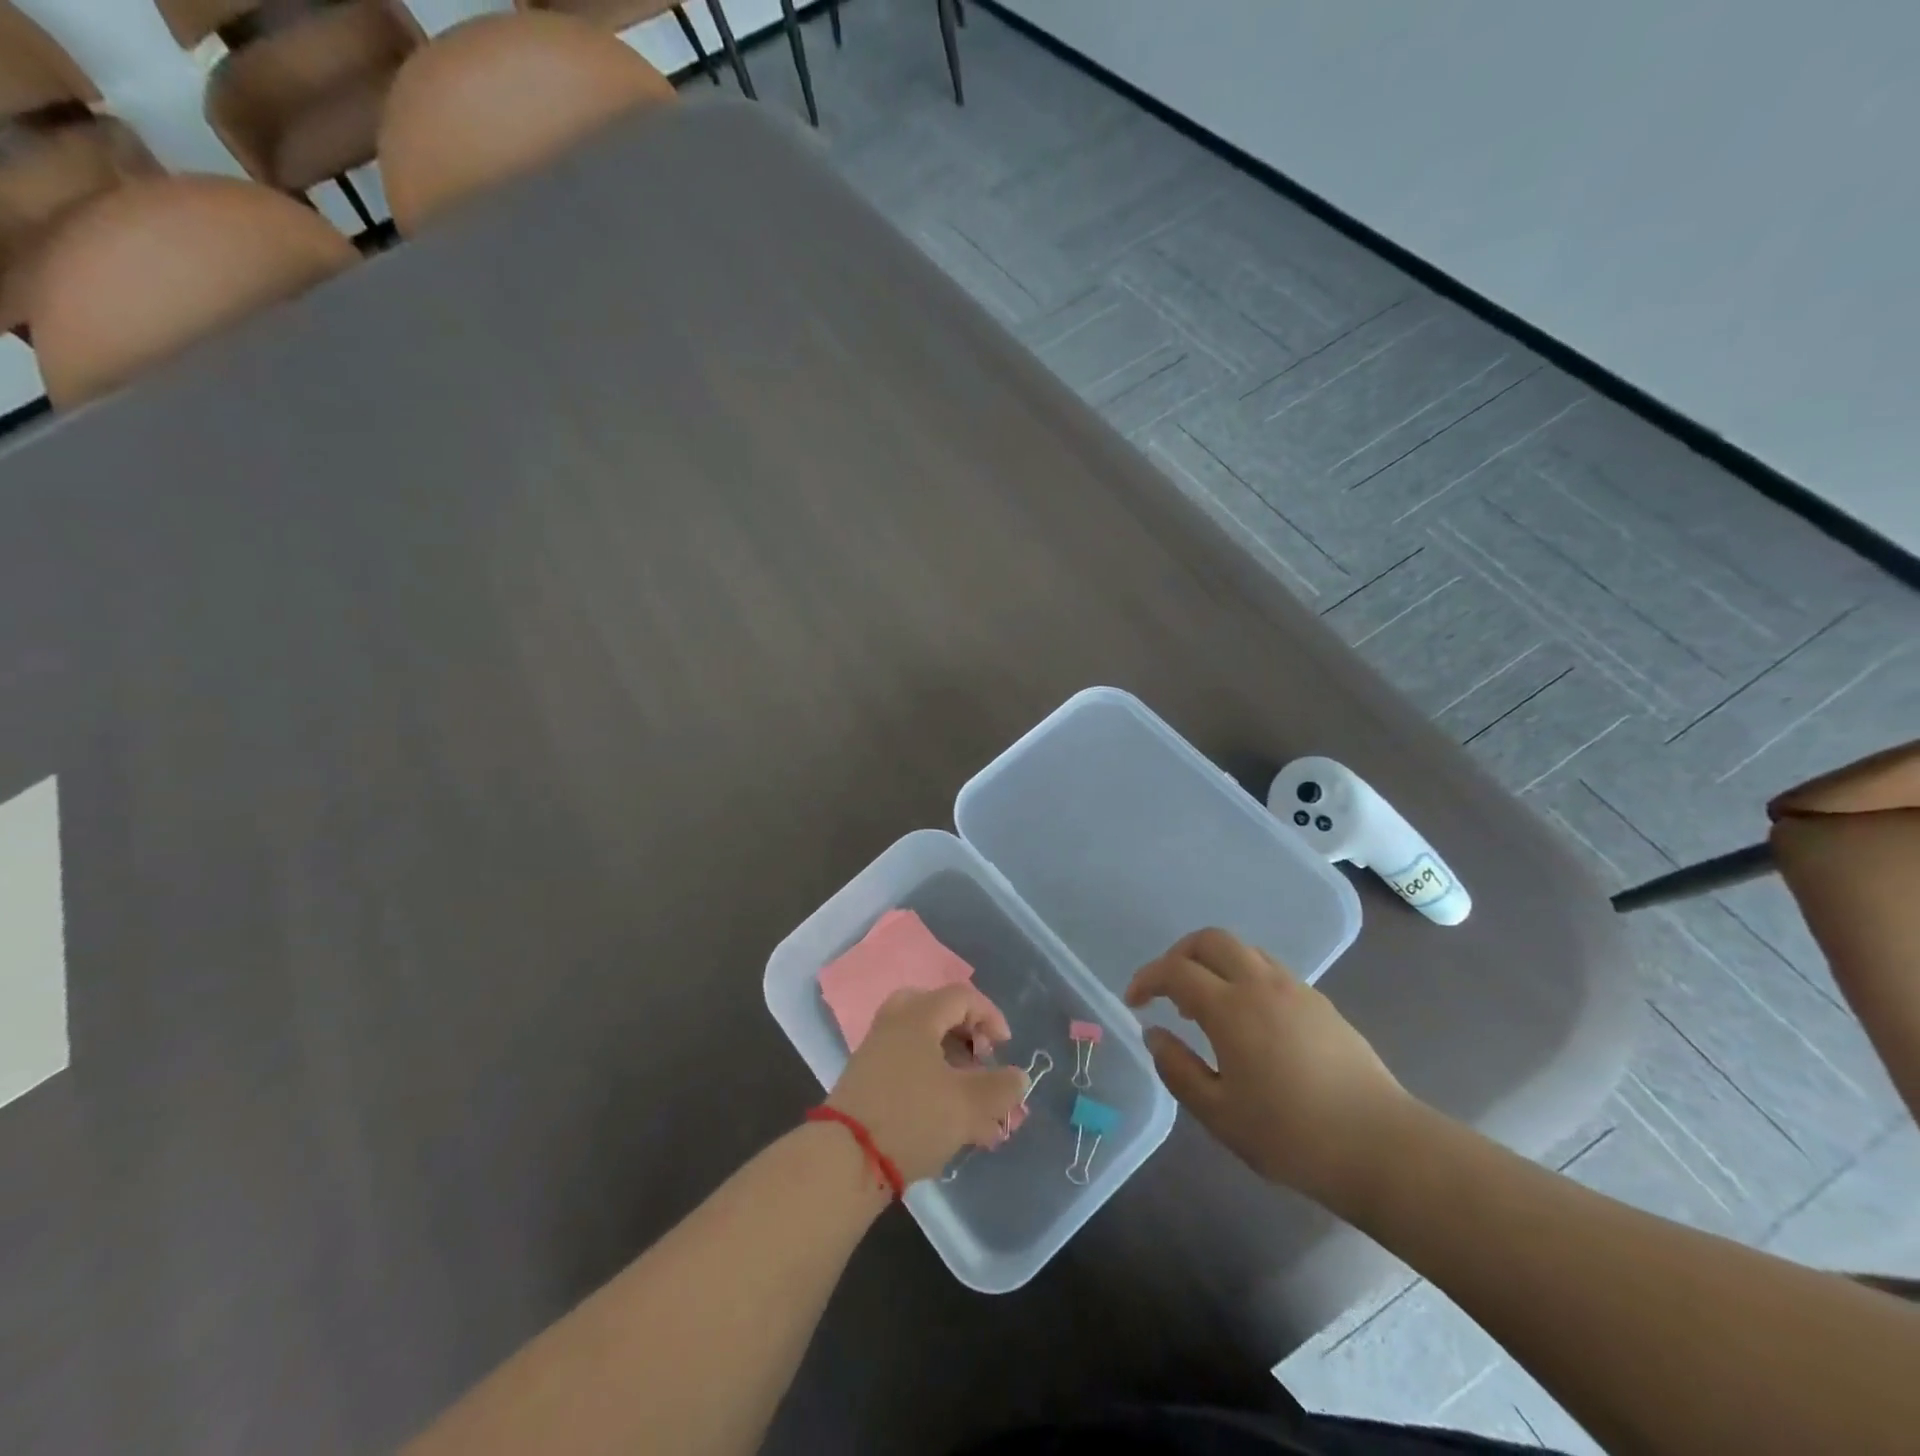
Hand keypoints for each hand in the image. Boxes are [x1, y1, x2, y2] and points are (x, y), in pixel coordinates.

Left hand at [827, 984, 1029, 1184]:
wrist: (845, 1159)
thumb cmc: (912, 1117)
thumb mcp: (967, 1105)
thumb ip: (999, 1088)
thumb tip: (1017, 1076)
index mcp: (918, 1016)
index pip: (962, 997)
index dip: (990, 1016)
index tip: (1005, 1048)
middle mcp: (894, 1024)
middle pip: (938, 1014)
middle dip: (967, 1038)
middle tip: (980, 1062)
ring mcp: (876, 1052)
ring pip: (924, 1046)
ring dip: (954, 1070)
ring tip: (976, 1109)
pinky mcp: (866, 1082)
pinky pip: (908, 1069)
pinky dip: (933, 1085)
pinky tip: (951, 1124)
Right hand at [1125, 927, 1412, 1205]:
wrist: (1383, 1148)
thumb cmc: (1292, 1136)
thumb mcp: (1219, 1114)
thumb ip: (1178, 1069)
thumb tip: (1154, 1034)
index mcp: (1231, 1008)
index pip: (1176, 971)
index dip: (1147, 979)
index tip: (1134, 1002)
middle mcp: (1261, 984)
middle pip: (1210, 940)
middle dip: (1179, 954)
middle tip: (1166, 989)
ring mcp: (1296, 990)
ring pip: (1244, 950)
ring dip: (1214, 963)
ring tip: (1206, 1006)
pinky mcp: (1321, 1004)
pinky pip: (1270, 970)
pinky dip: (1244, 977)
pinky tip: (1248, 1021)